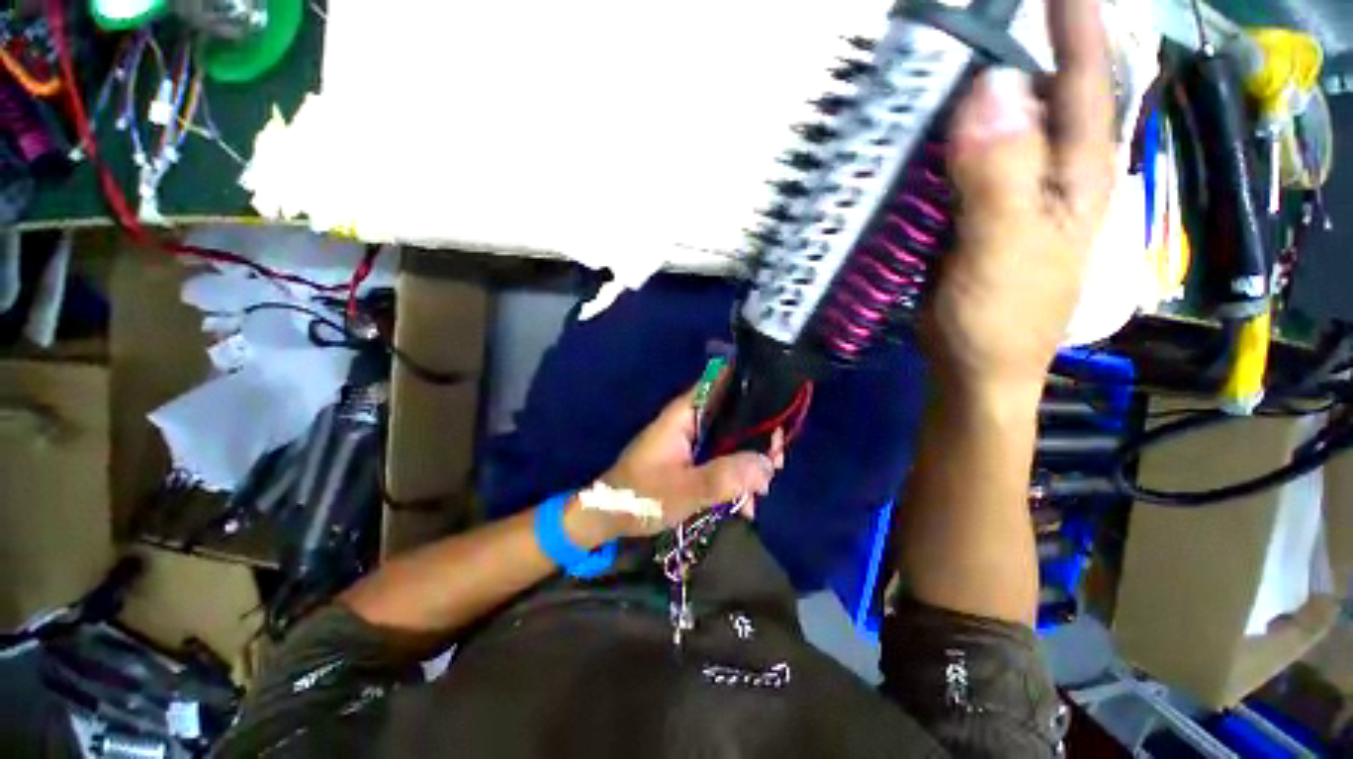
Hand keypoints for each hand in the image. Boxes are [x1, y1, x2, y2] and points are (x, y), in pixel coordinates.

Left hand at [566, 382, 785, 542]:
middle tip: (777, 463)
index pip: (721, 382)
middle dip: (758, 437)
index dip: (752, 388)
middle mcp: (691, 421)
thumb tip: (767, 464)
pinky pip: (721, 460)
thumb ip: (725, 477)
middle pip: (734, 415)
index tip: (779, 408)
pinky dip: (735, 477)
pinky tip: (745, 503)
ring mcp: (691, 441)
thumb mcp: (685, 490)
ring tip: (762, 491)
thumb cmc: (640, 496)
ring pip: (731, 440)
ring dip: (749, 463)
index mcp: (685, 414)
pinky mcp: (691, 460)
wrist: (608, 517)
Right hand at [926, 0, 1114, 399]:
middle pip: (1035, 93)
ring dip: (962, 99)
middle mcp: (1047, 172)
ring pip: (991, 129)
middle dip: (1009, 50)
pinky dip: (937, 146)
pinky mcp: (970, 215)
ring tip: (930, 69)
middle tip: (961, 25)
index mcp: (1075, 174)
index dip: (1072, 23)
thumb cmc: (1001, 319)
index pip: (1083, 79)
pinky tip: (914, 137)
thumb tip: (987, 89)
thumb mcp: (1006, 249)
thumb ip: (1002, 175)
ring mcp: (1006, 193)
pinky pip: (957, 165)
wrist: (974, 367)